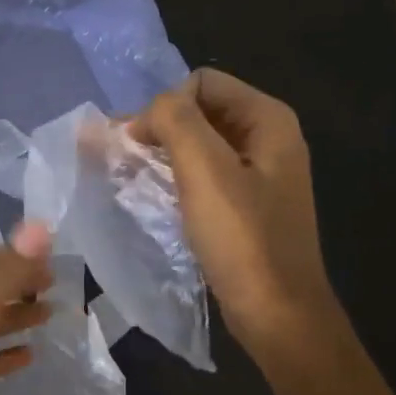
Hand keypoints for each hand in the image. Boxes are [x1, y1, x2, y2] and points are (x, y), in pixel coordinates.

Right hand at [130, 69, 339, 373]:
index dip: (164, 107)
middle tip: (119, 160)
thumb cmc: (242, 239)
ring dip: (163, 155)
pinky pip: (205, 177)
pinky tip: (155, 199)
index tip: (135, 145)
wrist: (276, 311)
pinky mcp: (247, 206)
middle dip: (159, 129)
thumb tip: (150, 109)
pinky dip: (177, 180)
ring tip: (128, 178)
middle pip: (201, 112)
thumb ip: (175, 122)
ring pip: (200, 146)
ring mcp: (259, 174)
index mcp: (267, 120)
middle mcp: (268, 139)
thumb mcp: (204, 171)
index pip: (201, 83)